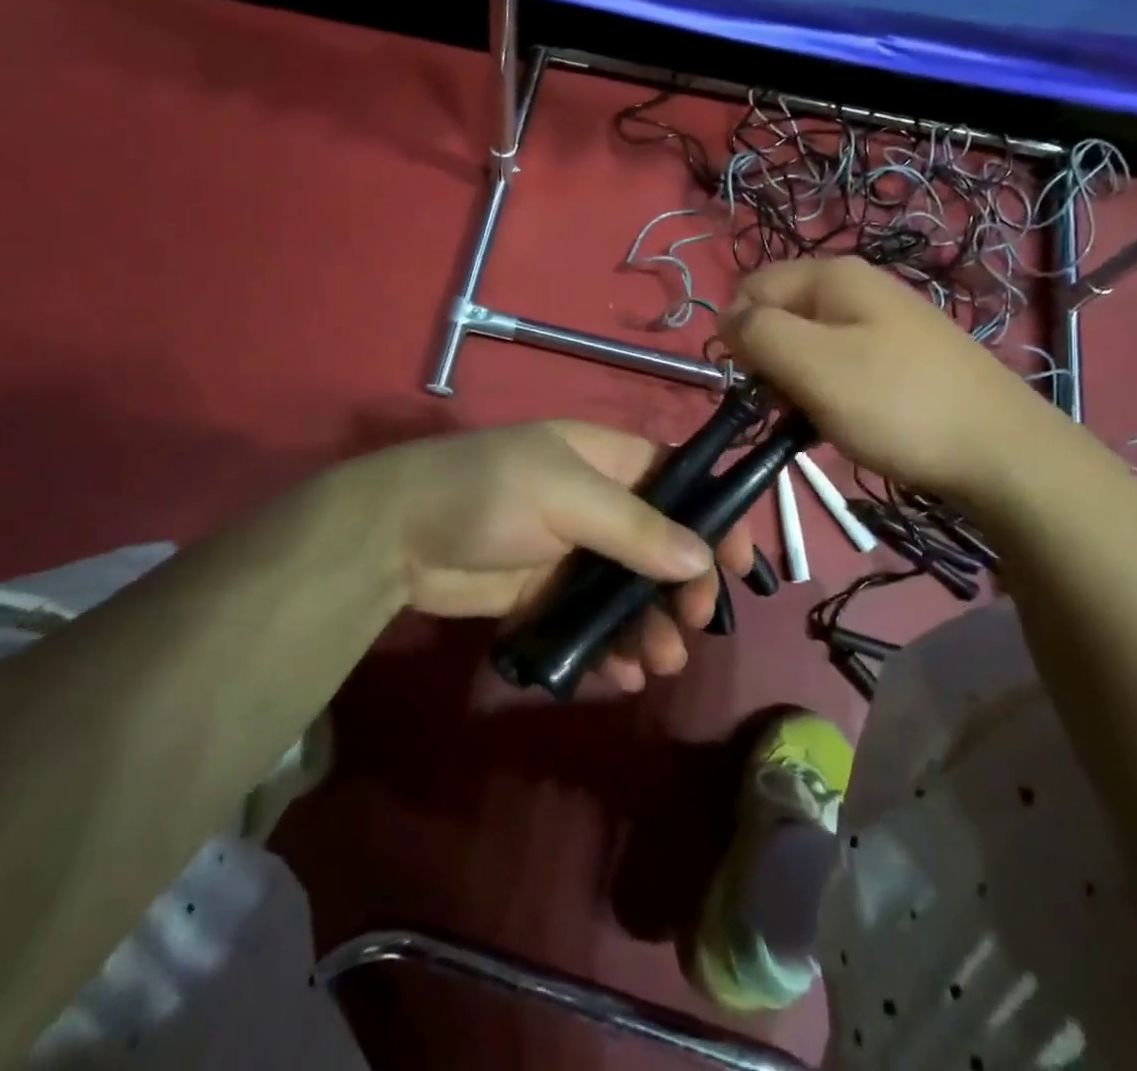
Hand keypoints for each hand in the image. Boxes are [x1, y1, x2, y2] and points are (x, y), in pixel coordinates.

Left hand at [347, 421, 752, 692]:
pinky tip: (618, 676)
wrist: (397, 536)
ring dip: (651, 627)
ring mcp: (572, 553)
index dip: (714, 517)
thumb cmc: (488, 493)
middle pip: (663, 545)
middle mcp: (597, 503)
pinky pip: (593, 623)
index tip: (739, 566)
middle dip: (683, 587)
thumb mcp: (565, 495)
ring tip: (658, 663)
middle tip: (693, 625)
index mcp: (606, 460)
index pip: (679, 481)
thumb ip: (635, 528)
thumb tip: (702, 558)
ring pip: (631, 591)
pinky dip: (610, 649)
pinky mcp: (547, 596)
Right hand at [720, 257, 1050, 504]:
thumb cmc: (896, 404)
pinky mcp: (902, 359)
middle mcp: (857, 288)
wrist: (1001, 452)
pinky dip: (830, 395)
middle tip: (787, 407)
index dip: (738, 337)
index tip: (753, 385)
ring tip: (816, 421)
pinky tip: (845, 424)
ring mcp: (884, 323)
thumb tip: (727, 319)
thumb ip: (757, 333)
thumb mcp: (813, 365)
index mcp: (832, 276)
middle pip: (779, 317)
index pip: (749, 290)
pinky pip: (842, 367)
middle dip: (769, 363)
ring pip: (808, 347)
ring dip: (798, 385)